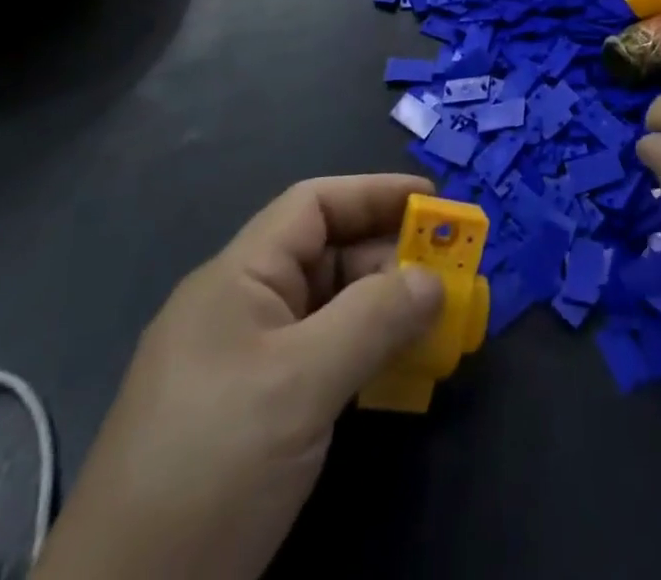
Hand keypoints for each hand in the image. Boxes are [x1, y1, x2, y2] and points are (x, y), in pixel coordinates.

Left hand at [34, 175, 444, 579]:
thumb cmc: (210, 468)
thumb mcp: (300, 385)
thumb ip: (373, 319)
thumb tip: (434, 279)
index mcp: (237, 278)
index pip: (313, 206)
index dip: (375, 193)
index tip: (435, 203)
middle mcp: (238, 307)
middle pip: (325, 255)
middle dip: (389, 257)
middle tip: (450, 274)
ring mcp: (241, 362)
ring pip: (325, 309)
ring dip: (380, 309)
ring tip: (436, 323)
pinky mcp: (248, 413)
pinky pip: (317, 357)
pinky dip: (360, 354)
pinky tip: (394, 373)